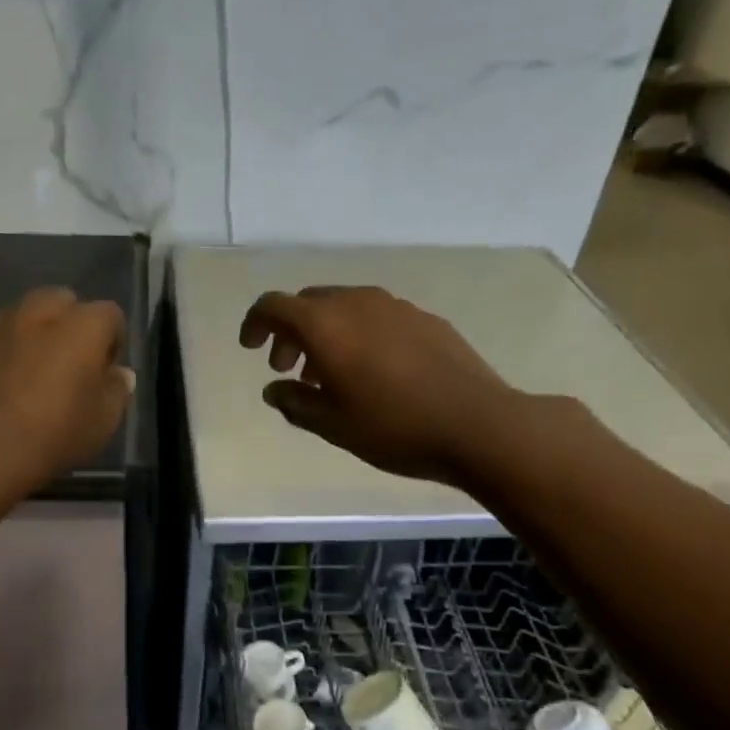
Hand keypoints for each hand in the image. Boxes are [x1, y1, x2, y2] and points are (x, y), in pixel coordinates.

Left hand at [0, 287, 132, 501]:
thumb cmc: (50, 437)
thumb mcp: (103, 424)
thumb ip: (116, 391)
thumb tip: (117, 374)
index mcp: (81, 326)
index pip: (110, 315)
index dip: (112, 343)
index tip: (105, 373)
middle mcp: (38, 312)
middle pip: (62, 302)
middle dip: (70, 325)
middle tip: (69, 365)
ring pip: (23, 315)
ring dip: (33, 335)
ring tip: (29, 374)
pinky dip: (0, 352)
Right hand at [239, 285, 516, 486]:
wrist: (477, 425)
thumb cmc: (393, 427)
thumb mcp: (331, 425)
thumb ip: (293, 403)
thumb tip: (274, 390)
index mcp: (326, 325)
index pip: (274, 305)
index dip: (255, 322)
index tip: (251, 348)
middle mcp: (357, 303)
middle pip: (309, 302)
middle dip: (290, 331)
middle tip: (289, 368)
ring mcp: (396, 307)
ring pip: (345, 307)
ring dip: (326, 333)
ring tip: (330, 374)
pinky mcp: (425, 319)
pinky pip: (377, 316)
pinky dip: (360, 334)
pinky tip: (374, 371)